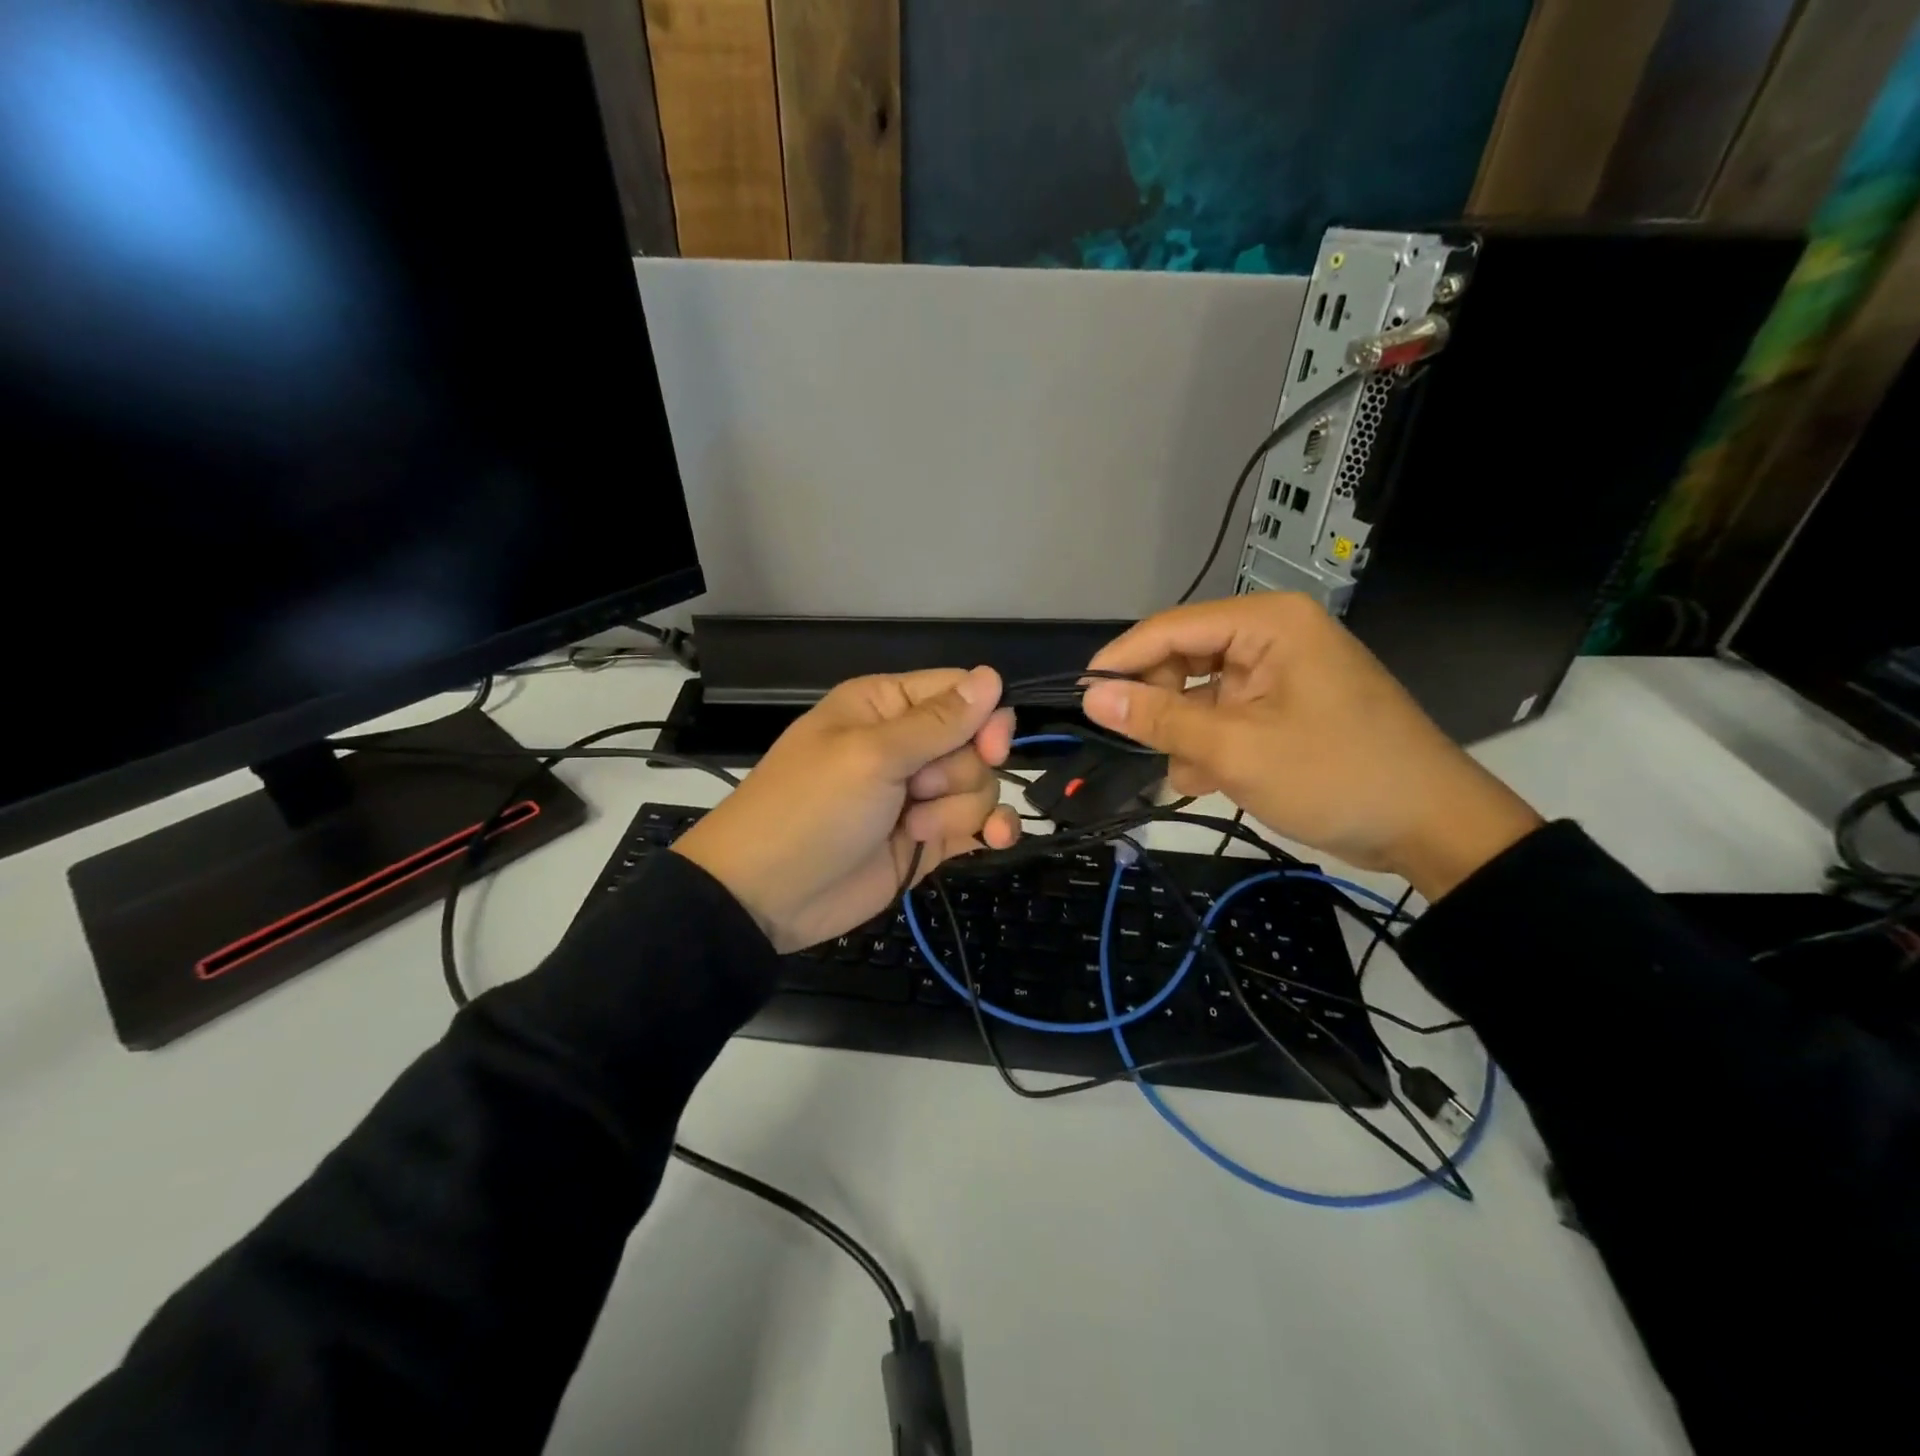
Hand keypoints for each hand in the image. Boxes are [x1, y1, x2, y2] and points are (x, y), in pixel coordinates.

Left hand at [670, 667, 1022, 952]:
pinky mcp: (928, 837)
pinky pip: (978, 822)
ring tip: (915, 830)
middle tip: (919, 791)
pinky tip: (995, 840)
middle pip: (976, 742)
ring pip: (979, 785)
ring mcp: (918, 794)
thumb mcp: (871, 757)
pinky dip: (991, 829)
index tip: (990, 750)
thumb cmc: (811, 809)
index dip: (984, 718)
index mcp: (885, 706)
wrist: (767, 896)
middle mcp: (906, 744)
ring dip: (959, 809)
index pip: (960, 691)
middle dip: (959, 772)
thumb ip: (937, 722)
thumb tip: (993, 675)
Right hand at [1081, 593, 1541, 899]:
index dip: (1121, 660)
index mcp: (1267, 623)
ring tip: (1193, 775)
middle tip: (1144, 747)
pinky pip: (1227, 714)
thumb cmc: (1335, 776)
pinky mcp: (1287, 706)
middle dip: (1162, 707)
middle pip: (1184, 658)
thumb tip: (1091, 695)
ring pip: (1201, 693)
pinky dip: (1212, 745)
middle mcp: (1273, 636)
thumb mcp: (1235, 749)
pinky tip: (1212, 779)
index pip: (1170, 628)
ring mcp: (1281, 672)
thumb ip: (1158, 719)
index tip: (1081, 698)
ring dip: (1187, 734)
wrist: (1433, 828)